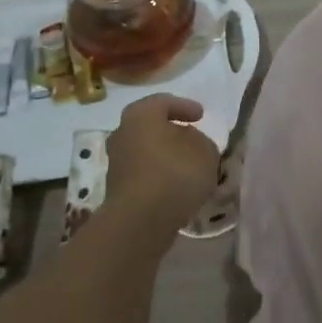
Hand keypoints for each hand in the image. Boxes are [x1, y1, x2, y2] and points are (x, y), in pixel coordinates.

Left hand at [103, 94, 220, 234]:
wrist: (140, 221)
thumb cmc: (174, 173)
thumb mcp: (205, 151)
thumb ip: (201, 141)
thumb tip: (191, 143)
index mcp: (141, 114)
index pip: (163, 102)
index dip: (185, 106)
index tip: (201, 115)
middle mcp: (122, 133)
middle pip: (150, 127)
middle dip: (171, 132)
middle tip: (191, 137)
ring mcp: (116, 162)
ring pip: (146, 151)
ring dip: (165, 156)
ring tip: (188, 166)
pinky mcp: (117, 189)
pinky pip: (143, 174)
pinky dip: (159, 175)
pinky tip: (177, 186)